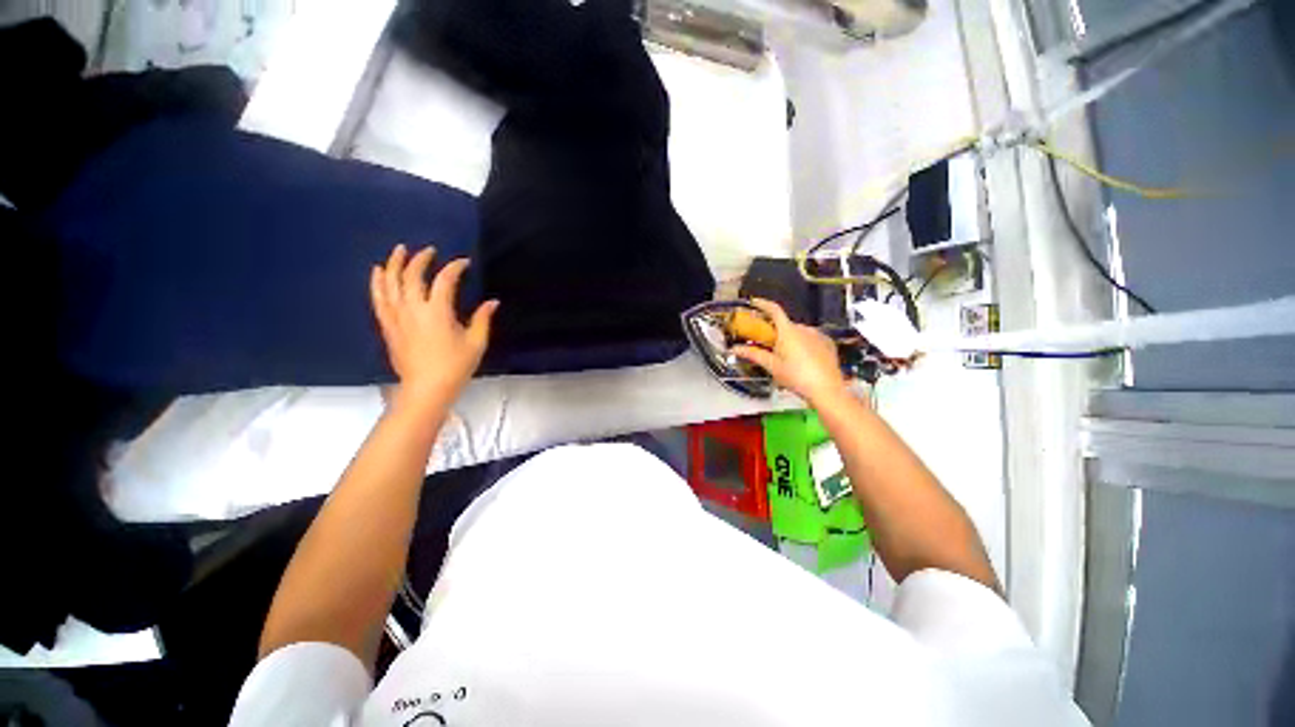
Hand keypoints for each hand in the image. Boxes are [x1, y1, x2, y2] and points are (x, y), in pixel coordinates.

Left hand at [370, 244, 498, 406]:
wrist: (426, 388)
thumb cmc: (455, 366)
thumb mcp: (476, 342)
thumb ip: (482, 319)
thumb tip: (492, 302)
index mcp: (437, 312)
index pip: (445, 280)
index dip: (455, 267)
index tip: (464, 262)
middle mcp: (413, 309)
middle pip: (412, 275)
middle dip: (421, 259)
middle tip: (430, 251)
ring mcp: (397, 316)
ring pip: (391, 283)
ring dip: (395, 264)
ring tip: (399, 250)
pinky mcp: (388, 325)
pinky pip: (378, 298)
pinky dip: (378, 282)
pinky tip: (379, 271)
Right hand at [732, 299, 847, 404]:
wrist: (827, 390)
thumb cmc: (797, 377)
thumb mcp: (772, 366)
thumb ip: (753, 354)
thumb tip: (735, 349)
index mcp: (788, 331)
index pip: (774, 310)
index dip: (762, 304)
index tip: (754, 302)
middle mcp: (804, 328)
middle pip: (785, 324)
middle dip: (774, 331)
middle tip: (766, 344)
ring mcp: (818, 335)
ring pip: (798, 331)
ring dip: (789, 338)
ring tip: (785, 356)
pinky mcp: (828, 343)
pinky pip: (811, 338)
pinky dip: (803, 343)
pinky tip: (801, 359)